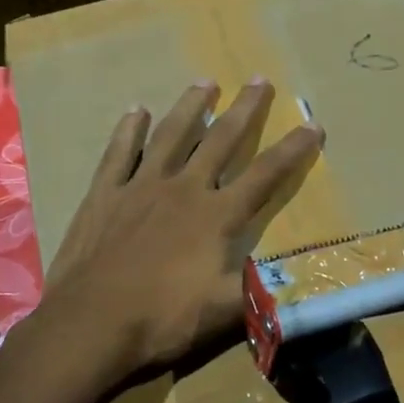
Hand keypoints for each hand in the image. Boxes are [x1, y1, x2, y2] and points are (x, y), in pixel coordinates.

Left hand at [39, 79, 322, 390]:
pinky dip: (129, 130)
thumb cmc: (162, 318)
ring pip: (171, 134)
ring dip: (191, 106)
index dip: (293, 150)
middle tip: (260, 79)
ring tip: (205, 82)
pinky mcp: (105, 193)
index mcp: (216, 216)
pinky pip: (119, 153)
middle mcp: (183, 189)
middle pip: (220, 140)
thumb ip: (260, 291)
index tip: (312, 125)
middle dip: (245, 110)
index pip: (264, 175)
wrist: (91, 322)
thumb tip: (293, 279)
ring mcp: (140, 186)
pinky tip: (136, 111)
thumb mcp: (223, 313)